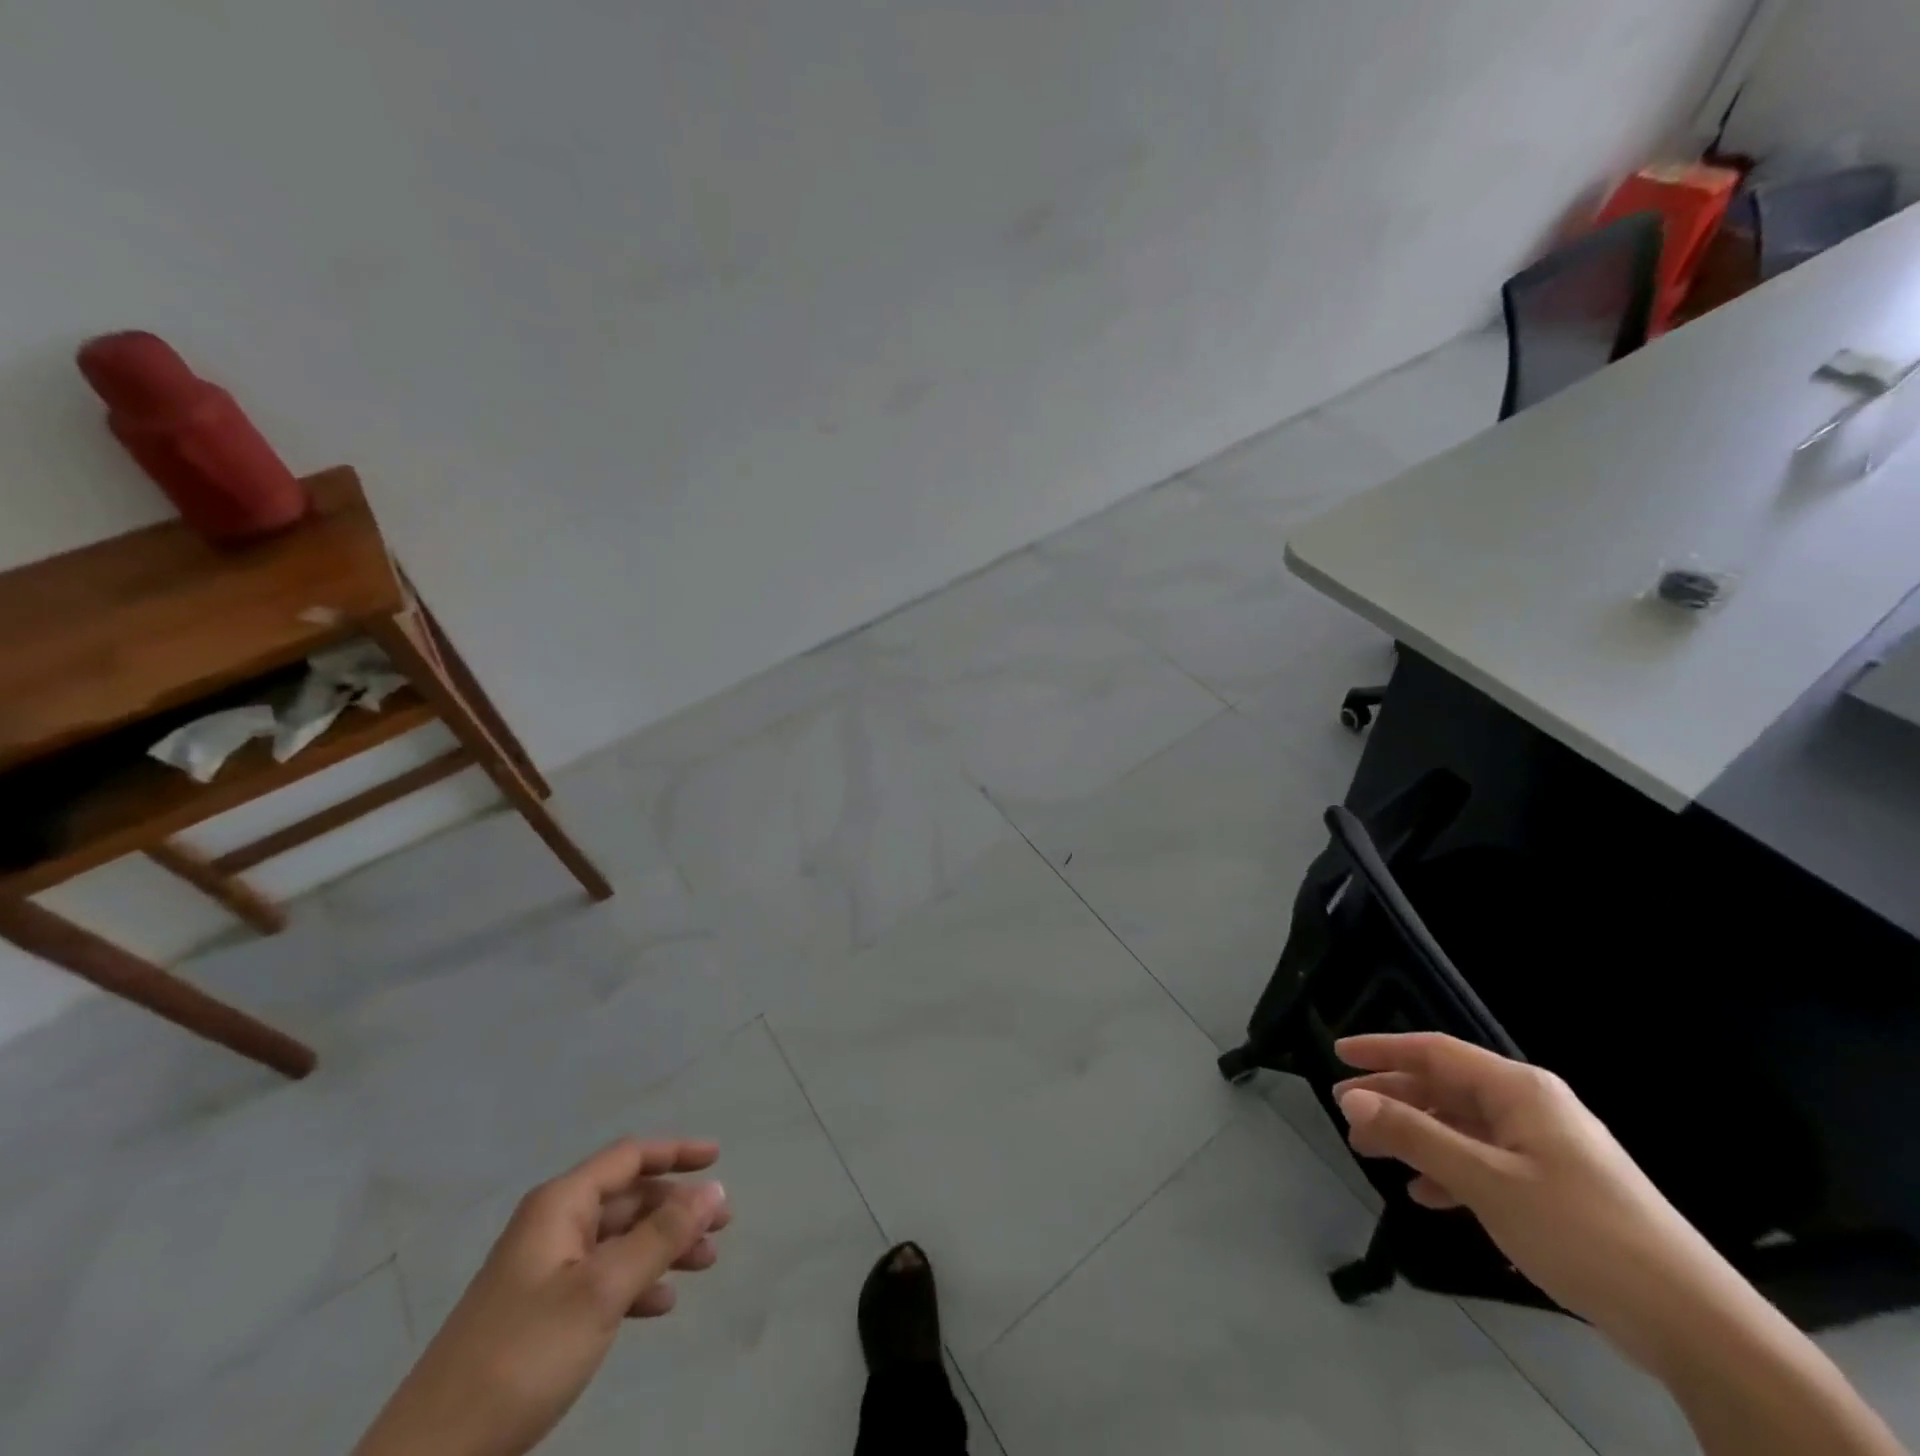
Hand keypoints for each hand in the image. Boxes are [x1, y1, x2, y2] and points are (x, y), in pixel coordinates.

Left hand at [355, 1139, 730, 1455]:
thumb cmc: (522, 1356)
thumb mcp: (602, 1290)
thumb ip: (661, 1236)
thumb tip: (713, 1189)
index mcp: (560, 1205)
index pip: (629, 1157)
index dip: (676, 1152)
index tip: (718, 1159)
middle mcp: (552, 1227)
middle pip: (627, 1198)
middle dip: (677, 1208)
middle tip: (723, 1226)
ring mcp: (542, 1272)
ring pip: (619, 1241)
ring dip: (663, 1247)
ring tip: (706, 1264)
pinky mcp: (538, 1316)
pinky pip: (602, 1279)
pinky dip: (636, 1283)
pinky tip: (660, 1306)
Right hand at [1333, 1033, 1731, 1369]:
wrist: (1692, 1323)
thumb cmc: (1579, 1231)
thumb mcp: (1484, 1180)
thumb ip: (1414, 1134)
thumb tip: (1351, 1098)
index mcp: (1518, 1090)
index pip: (1434, 1051)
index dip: (1382, 1049)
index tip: (1337, 1054)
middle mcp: (1531, 1107)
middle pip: (1445, 1088)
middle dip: (1393, 1099)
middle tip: (1346, 1116)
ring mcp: (1546, 1148)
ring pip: (1462, 1127)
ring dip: (1416, 1137)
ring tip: (1372, 1154)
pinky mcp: (1556, 1187)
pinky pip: (1486, 1162)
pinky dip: (1449, 1171)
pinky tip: (1426, 1194)